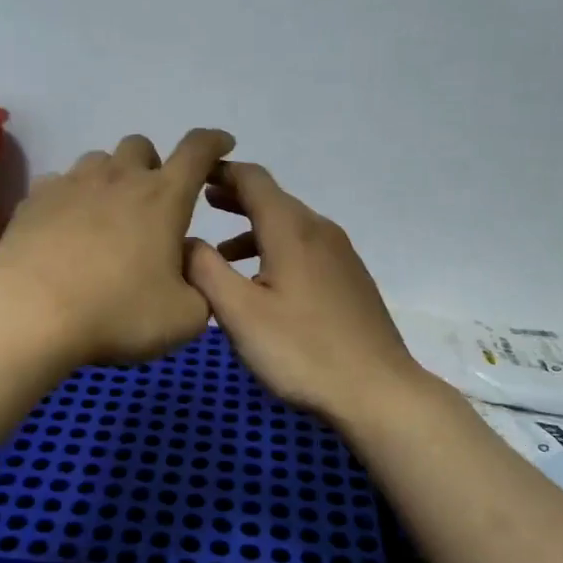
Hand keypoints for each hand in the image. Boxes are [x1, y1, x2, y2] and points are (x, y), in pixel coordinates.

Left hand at [0, 129, 235, 365]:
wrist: (30, 314)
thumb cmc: (117, 313)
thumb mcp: (184, 317)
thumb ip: (201, 285)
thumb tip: (187, 261)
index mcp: (163, 197)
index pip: (198, 150)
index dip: (214, 142)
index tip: (222, 144)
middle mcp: (119, 178)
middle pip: (140, 146)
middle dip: (152, 165)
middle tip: (152, 203)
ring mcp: (72, 184)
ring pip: (98, 160)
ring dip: (110, 178)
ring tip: (107, 215)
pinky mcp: (34, 199)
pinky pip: (59, 183)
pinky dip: (70, 197)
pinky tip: (66, 227)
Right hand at [185, 163, 430, 423]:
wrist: (378, 391)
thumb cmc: (301, 350)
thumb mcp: (239, 312)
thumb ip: (205, 270)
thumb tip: (184, 239)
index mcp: (291, 229)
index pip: (253, 179)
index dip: (221, 171)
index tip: (193, 175)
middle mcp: (319, 231)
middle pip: (273, 200)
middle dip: (236, 199)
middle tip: (202, 204)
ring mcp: (340, 255)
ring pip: (290, 226)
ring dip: (253, 230)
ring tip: (221, 254)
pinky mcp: (350, 279)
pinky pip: (305, 248)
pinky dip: (275, 250)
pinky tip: (263, 284)